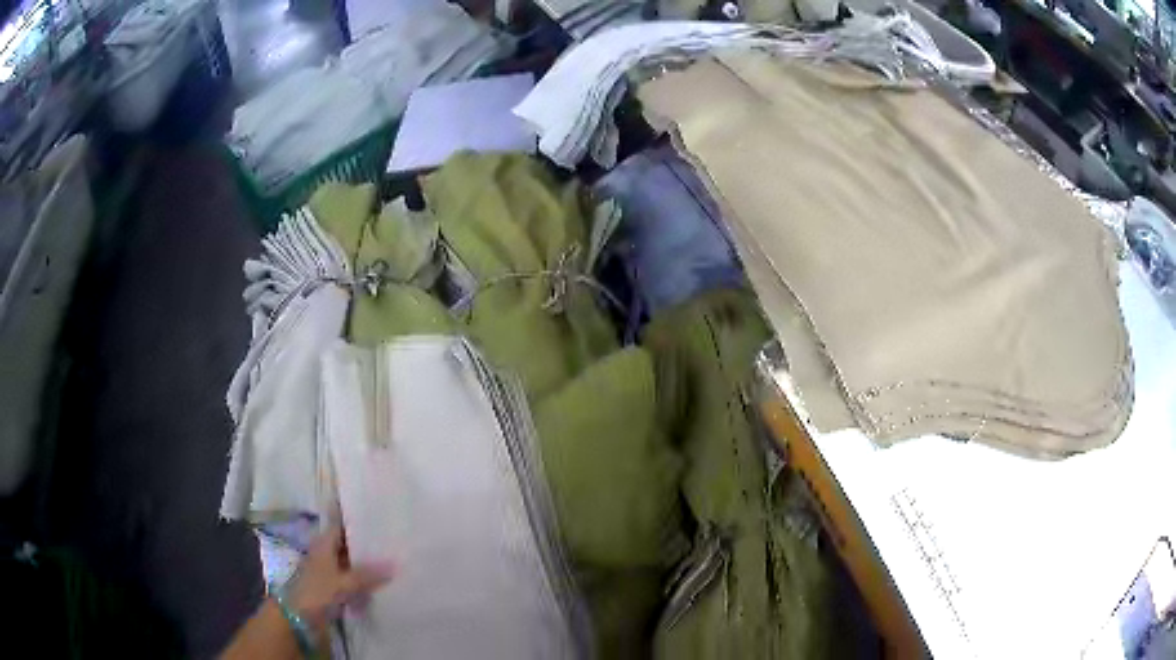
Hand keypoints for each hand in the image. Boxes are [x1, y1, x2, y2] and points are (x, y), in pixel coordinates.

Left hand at [287, 524, 394, 639]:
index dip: (357, 521)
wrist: (298, 616)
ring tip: (392, 562)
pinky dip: (364, 581)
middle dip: (367, 545)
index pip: (341, 526)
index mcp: (324, 544)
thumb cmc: (316, 591)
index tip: (377, 518)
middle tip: (392, 542)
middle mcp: (326, 553)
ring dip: (367, 565)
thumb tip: (394, 564)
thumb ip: (367, 575)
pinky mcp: (333, 587)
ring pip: (351, 563)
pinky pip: (352, 580)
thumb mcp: (343, 582)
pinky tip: (380, 584)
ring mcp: (329, 571)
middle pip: (348, 545)